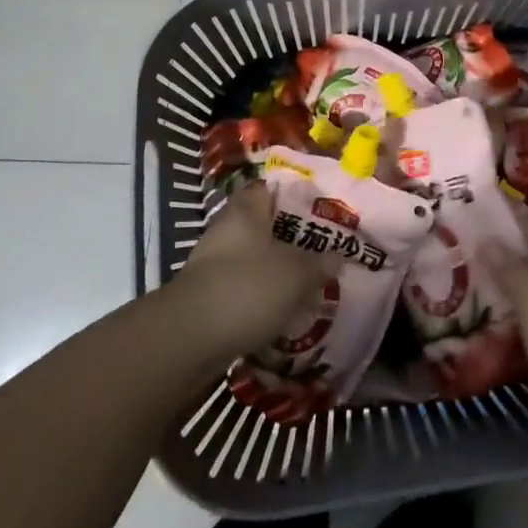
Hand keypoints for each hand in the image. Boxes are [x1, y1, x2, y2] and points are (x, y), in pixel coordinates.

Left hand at [172, 181, 335, 361]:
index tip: (320, 208)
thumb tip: (338, 256)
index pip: (270, 187)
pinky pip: (241, 287)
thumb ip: (320, 263)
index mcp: (246, 209)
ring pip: (252, 257)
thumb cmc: (248, 288)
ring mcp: (211, 263)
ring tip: (306, 283)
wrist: (188, 340)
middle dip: (289, 238)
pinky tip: (281, 310)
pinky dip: (259, 296)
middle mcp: (226, 228)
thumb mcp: (297, 274)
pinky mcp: (206, 296)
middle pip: (263, 224)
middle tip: (319, 249)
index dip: (295, 194)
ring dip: (275, 269)